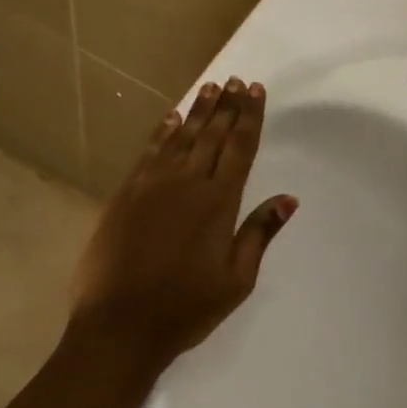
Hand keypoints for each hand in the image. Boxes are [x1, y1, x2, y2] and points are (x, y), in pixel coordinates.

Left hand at [67, 77, 296, 380]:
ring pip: (180, 137)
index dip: (249, 117)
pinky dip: (161, 132)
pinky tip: (170, 118)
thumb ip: (259, 233)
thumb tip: (288, 199)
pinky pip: (148, 152)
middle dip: (226, 106)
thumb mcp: (236, 280)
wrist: (118, 327)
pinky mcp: (124, 195)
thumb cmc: (185, 308)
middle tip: (236, 80)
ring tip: (210, 87)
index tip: (255, 90)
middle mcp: (187, 184)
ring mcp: (151, 186)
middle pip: (212, 135)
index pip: (240, 148)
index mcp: (218, 203)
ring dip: (196, 111)